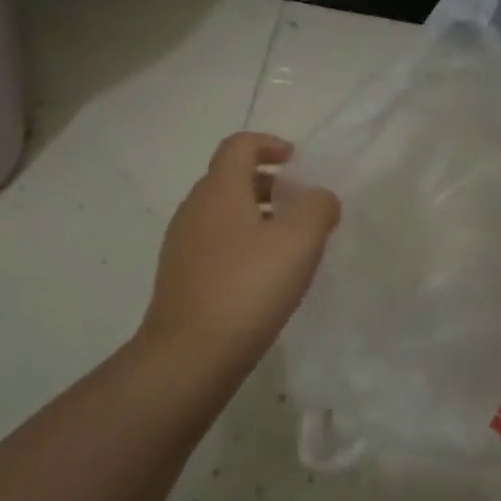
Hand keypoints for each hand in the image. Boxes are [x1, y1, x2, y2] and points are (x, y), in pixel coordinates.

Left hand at [139, 132, 341, 368]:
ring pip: (224, 213)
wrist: (189, 356)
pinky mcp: (181, 276)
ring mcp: (183, 244)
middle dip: (269, 184)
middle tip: (301, 207)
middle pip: (231, 178)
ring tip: (290, 246)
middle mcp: (195, 209)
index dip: (270, 144)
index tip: (298, 163)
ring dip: (258, 216)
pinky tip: (264, 278)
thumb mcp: (299, 241)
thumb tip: (318, 198)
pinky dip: (243, 244)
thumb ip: (317, 208)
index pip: (240, 145)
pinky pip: (217, 243)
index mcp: (219, 190)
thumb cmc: (247, 288)